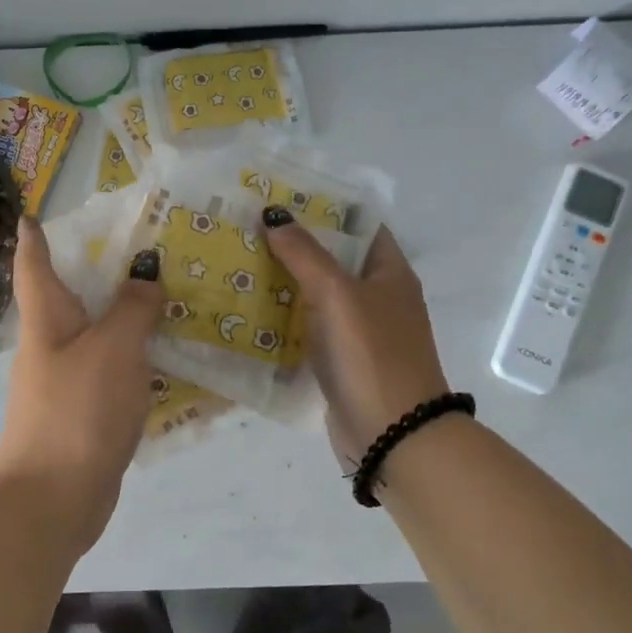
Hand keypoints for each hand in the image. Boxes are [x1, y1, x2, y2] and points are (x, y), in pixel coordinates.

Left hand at [0, 217, 163, 552]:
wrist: (53, 499)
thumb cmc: (76, 410)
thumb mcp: (113, 348)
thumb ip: (133, 308)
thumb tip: (145, 277)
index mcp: (48, 318)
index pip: (34, 264)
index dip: (33, 237)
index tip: (33, 213)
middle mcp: (52, 343)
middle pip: (71, 295)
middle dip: (100, 270)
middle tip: (144, 247)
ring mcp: (66, 380)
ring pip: (98, 333)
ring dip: (125, 314)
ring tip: (168, 294)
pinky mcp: (85, 411)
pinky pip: (113, 370)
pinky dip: (136, 355)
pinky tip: (168, 355)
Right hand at [261, 213, 451, 466]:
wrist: (392, 435)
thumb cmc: (371, 354)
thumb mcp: (338, 294)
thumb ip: (305, 253)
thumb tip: (274, 214)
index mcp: (390, 273)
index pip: (359, 226)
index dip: (325, 208)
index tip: (282, 197)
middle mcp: (377, 297)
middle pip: (334, 259)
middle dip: (295, 244)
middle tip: (247, 227)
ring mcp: (359, 332)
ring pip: (318, 295)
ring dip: (285, 281)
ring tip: (239, 261)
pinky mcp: (341, 361)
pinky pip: (310, 328)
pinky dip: (285, 318)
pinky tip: (250, 309)